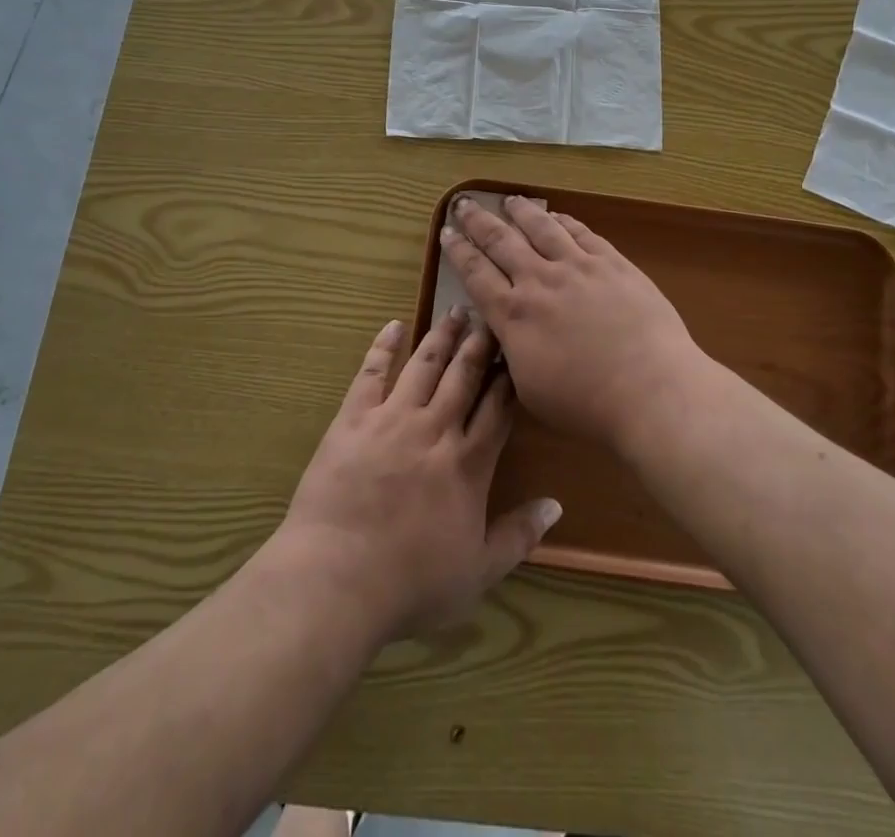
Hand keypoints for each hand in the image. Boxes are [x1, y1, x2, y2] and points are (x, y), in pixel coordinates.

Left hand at [276, 313, 560, 644]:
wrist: (337, 579)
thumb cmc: (411, 584)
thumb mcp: (478, 572)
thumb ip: (519, 535)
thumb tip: (557, 505)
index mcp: (468, 463)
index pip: (497, 407)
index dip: (509, 377)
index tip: (517, 351)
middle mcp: (435, 429)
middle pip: (464, 375)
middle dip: (480, 343)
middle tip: (490, 316)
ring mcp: (392, 419)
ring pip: (425, 365)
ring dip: (442, 336)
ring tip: (455, 310)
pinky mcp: (354, 419)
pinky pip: (372, 373)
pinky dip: (384, 347)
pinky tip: (394, 326)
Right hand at [441, 196, 705, 448]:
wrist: (650, 388)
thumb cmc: (587, 404)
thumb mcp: (530, 390)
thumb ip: (511, 354)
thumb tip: (502, 334)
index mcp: (514, 315)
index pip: (476, 274)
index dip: (457, 251)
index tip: (446, 232)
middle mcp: (540, 281)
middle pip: (501, 241)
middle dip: (478, 220)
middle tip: (463, 203)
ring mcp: (578, 267)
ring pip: (541, 227)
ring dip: (521, 211)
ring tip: (509, 200)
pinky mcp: (611, 262)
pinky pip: (581, 232)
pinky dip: (564, 220)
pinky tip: (557, 215)